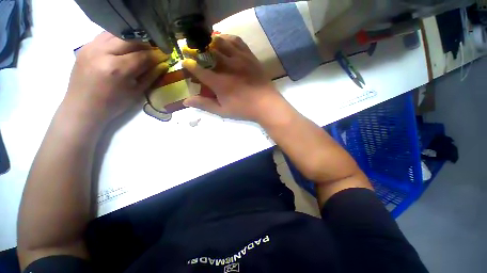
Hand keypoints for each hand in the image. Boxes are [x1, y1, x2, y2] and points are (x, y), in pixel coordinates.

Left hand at [64, 32, 168, 126]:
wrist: (80, 111)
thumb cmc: (107, 108)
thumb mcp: (132, 96)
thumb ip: (149, 76)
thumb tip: (163, 62)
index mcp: (115, 69)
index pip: (142, 55)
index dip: (155, 55)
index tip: (162, 55)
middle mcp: (103, 53)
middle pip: (132, 39)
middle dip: (144, 44)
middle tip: (148, 50)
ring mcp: (92, 48)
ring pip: (119, 33)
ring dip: (129, 39)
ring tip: (132, 48)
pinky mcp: (85, 46)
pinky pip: (105, 35)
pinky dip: (115, 39)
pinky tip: (116, 48)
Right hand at [182, 34, 284, 121]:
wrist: (267, 103)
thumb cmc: (243, 108)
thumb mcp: (222, 111)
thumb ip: (203, 104)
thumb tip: (185, 101)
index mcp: (219, 82)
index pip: (199, 70)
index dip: (189, 64)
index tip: (184, 61)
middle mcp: (228, 66)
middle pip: (210, 51)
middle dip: (199, 49)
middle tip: (193, 49)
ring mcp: (240, 58)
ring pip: (223, 42)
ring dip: (212, 40)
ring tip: (206, 41)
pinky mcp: (249, 55)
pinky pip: (238, 41)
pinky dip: (228, 38)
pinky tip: (224, 39)